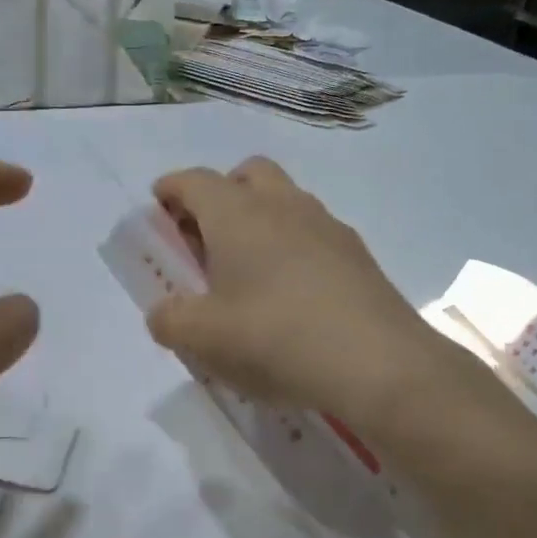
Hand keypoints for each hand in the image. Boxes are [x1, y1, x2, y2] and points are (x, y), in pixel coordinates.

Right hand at [146, 159, 442, 421]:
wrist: (378, 363)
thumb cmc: (275, 338)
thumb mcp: (203, 338)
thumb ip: (170, 320)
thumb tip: (165, 312)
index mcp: (237, 214)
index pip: (194, 181)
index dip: (170, 189)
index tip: (159, 207)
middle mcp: (283, 205)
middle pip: (246, 174)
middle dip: (221, 193)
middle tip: (207, 237)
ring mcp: (327, 226)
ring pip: (285, 201)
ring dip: (260, 220)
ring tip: (250, 271)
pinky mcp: (357, 254)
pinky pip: (314, 233)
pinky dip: (293, 247)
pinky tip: (293, 295)